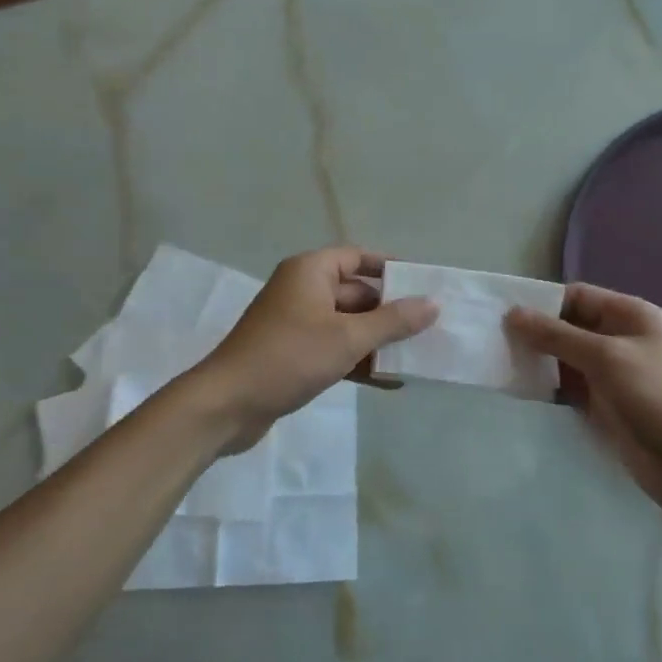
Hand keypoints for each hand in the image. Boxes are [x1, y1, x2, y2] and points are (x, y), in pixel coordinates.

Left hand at [195, 247, 436, 448]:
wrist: (228, 404)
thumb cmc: (289, 357)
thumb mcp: (348, 337)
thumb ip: (393, 321)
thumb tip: (433, 304)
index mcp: (310, 271)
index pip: (357, 258)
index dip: (390, 269)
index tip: (423, 285)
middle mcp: (303, 290)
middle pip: (356, 293)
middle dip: (390, 312)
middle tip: (430, 327)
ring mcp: (297, 324)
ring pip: (348, 325)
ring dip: (378, 341)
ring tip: (418, 357)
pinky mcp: (294, 354)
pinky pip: (335, 349)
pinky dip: (359, 361)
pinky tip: (390, 382)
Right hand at [506, 284, 661, 515]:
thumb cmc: (657, 397)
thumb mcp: (606, 358)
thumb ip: (557, 335)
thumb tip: (512, 314)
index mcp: (630, 316)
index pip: (577, 296)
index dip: (541, 302)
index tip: (501, 312)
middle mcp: (619, 339)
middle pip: (567, 326)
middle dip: (534, 332)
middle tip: (491, 340)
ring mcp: (611, 374)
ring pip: (563, 358)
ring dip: (536, 360)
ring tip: (497, 363)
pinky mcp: (603, 405)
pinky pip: (567, 386)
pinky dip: (545, 385)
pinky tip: (518, 388)